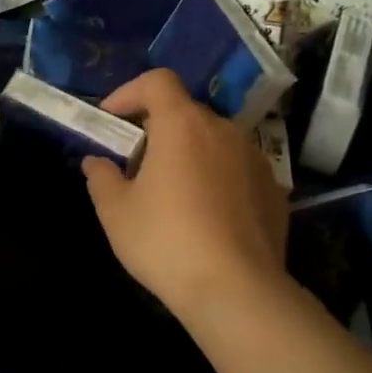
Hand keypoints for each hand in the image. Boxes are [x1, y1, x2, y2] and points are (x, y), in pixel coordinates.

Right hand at [80, 69, 291, 323]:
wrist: (237, 291)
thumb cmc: (166, 241)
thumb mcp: (115, 212)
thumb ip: (102, 177)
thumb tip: (96, 162)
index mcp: (182, 125)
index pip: (157, 81)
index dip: (130, 92)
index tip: (112, 119)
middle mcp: (223, 131)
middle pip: (185, 113)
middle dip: (156, 130)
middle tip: (135, 165)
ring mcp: (255, 159)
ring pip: (213, 142)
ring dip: (189, 154)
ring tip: (171, 193)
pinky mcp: (275, 190)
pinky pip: (236, 170)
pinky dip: (216, 179)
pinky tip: (206, 217)